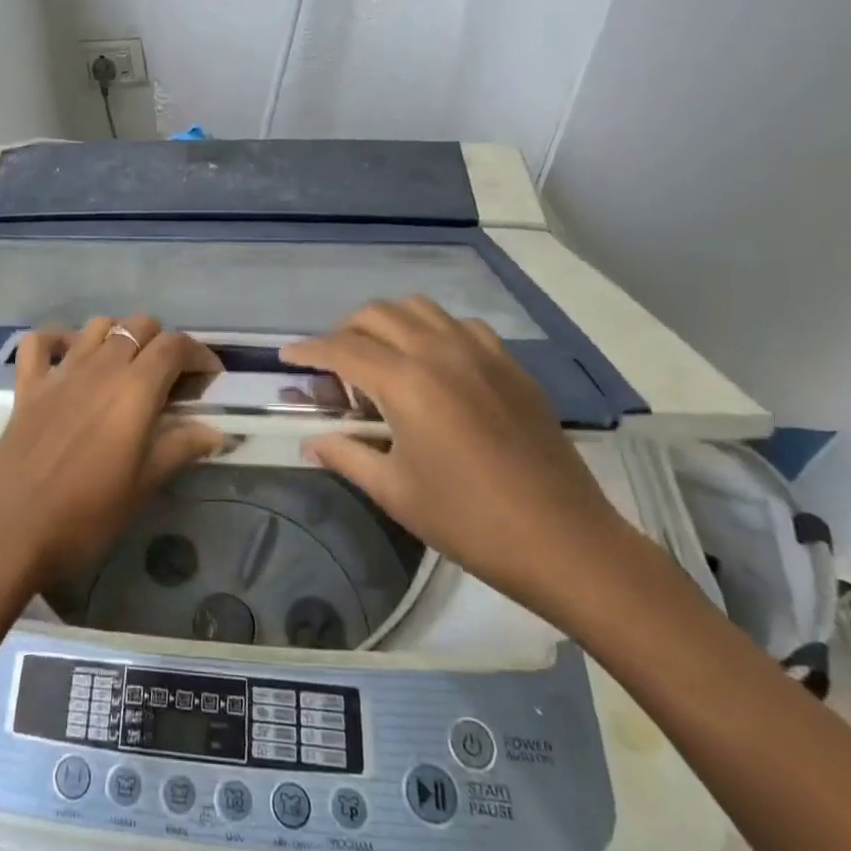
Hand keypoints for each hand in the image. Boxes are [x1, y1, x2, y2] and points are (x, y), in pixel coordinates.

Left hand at [0, 316, 224, 594]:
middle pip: (138, 326)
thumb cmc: (86, 514)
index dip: (199, 354)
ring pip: (97, 325)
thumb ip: (180, 448)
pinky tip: (69, 359)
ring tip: (127, 370)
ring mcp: (59, 372)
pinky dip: (58, 340)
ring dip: (118, 336)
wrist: (9, 531)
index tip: (209, 378)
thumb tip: (215, 432)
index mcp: (134, 388)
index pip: (175, 346)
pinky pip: (40, 342)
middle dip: (162, 343)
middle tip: (170, 381)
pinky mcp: (27, 386)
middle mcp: (99, 366)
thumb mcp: (143, 484)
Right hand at [282, 297, 646, 620]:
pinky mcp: (511, 365)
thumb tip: (310, 441)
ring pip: (419, 308)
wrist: (565, 541)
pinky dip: (433, 332)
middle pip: (376, 314)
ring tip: (380, 359)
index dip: (307, 349)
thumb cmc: (468, 521)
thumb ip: (345, 454)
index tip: (286, 356)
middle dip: (343, 331)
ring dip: (388, 323)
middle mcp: (440, 352)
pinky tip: (434, 367)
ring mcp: (481, 353)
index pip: (341, 348)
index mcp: (406, 382)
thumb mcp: (394, 491)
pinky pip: (460, 326)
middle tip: (333, 367)